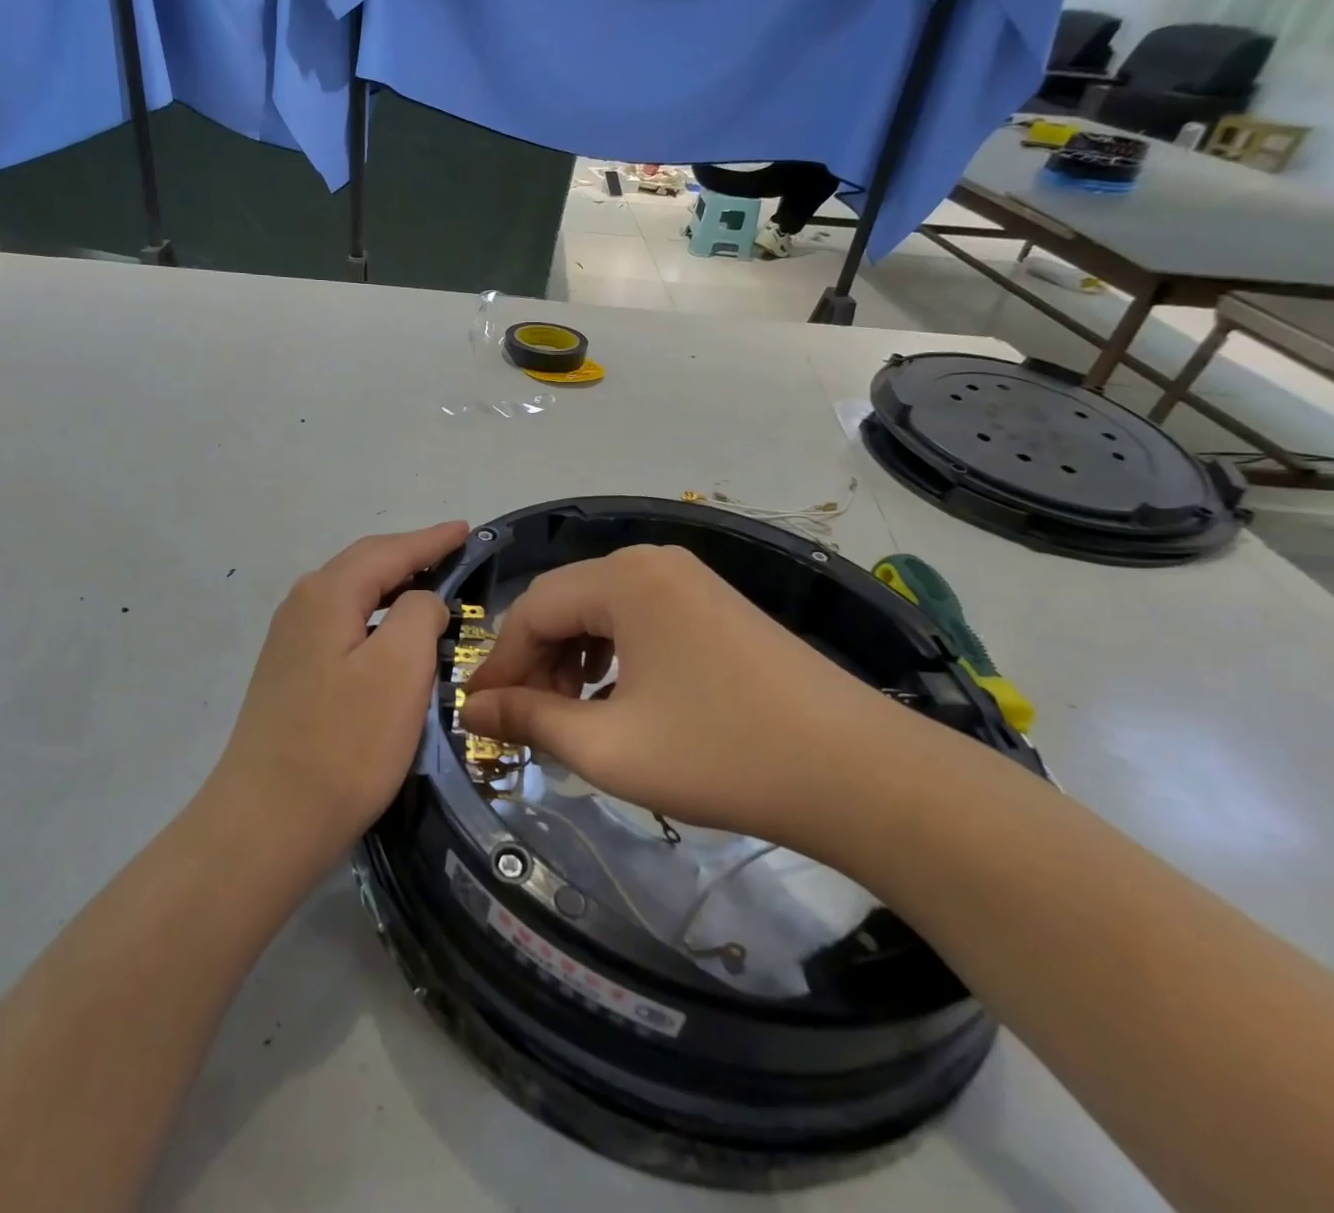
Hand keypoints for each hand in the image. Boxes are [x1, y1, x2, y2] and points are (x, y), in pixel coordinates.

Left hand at [207, 521, 468, 867]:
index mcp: (327, 594)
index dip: (431, 539)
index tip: (466, 529)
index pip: (388, 550)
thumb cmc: (345, 743)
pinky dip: (376, 620)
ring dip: (392, 588)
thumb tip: (420, 601)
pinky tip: (392, 639)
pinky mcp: (291, 675)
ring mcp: (290, 642)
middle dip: (410, 555)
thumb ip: (418, 613)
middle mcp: (301, 606)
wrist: (269, 822)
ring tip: (431, 590)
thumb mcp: (400, 668)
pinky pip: (343, 626)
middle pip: (365, 565)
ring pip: (352, 597)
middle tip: (454, 554)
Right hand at [462, 544, 932, 852]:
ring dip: (571, 656)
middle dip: (536, 660)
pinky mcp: (714, 603)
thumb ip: (530, 719)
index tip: (480, 714)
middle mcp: (652, 561)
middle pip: (565, 602)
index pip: (532, 609)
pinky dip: (611, 651)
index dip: (500, 663)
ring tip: (569, 711)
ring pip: (600, 608)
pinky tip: (615, 693)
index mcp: (623, 578)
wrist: (859, 774)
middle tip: (526, 720)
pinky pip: (638, 615)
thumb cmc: (721, 755)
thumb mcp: (608, 745)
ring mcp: (689, 578)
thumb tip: (474, 709)